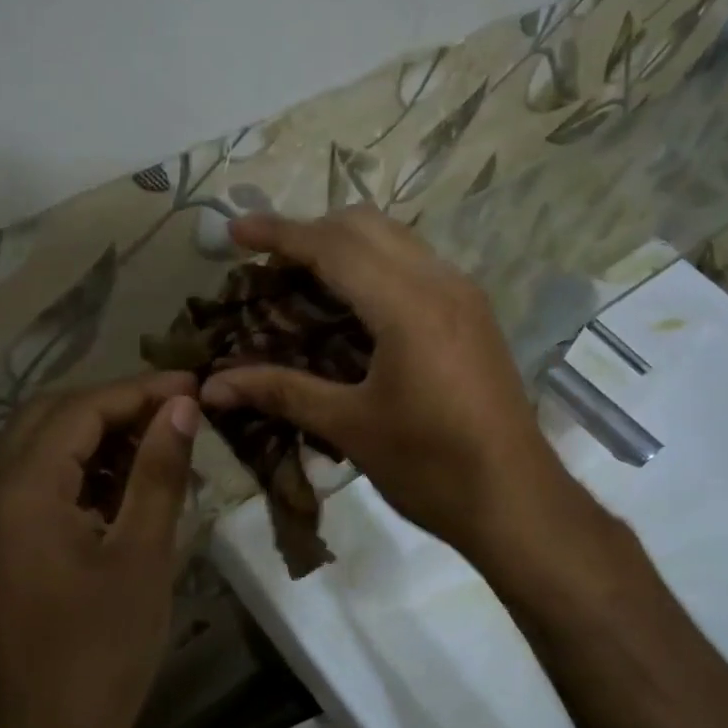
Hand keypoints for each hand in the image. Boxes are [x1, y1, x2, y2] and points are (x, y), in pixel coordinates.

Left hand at [0, 373, 199, 727]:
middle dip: (115, 404)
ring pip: (40, 447)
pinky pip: (35, 484)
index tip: (193, 385)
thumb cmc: (101, 654)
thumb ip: (159, 471)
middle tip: (177, 411)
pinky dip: (80, 470)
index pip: (79, 410)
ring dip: (96, 435)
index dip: (139, 390)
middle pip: (50, 417)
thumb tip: (182, 406)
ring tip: (159, 442)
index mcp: (19, 492)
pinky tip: (125, 484)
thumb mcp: (143, 555)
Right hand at [198, 209, 561, 557]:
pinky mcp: (474, 315)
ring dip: (345, 246)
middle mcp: (441, 283)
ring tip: (303, 280)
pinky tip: (353, 307)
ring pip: (396, 240)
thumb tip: (211, 388)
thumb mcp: (350, 427)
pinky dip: (375, 267)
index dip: (279, 233)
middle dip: (311, 231)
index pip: (333, 246)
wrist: (516, 501)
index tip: (233, 231)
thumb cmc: (431, 467)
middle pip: (366, 226)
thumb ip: (280, 392)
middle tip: (268, 264)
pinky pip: (416, 265)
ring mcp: (464, 295)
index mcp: (408, 305)